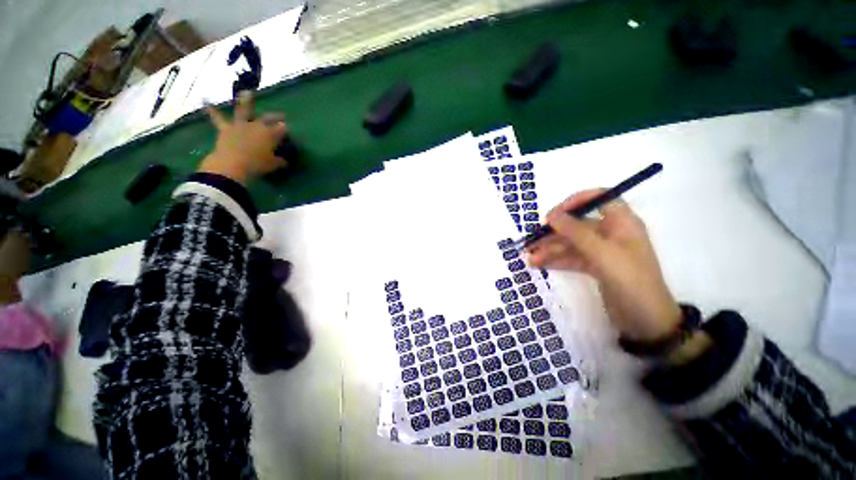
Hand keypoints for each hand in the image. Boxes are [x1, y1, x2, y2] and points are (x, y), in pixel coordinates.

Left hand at [198, 91, 287, 184]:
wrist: (232, 164)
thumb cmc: (257, 165)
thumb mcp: (273, 165)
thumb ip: (279, 161)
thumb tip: (284, 161)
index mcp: (270, 135)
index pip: (281, 130)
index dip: (285, 129)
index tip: (288, 129)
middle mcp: (257, 126)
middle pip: (268, 118)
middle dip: (275, 116)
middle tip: (281, 115)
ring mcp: (240, 125)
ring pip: (244, 110)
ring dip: (245, 101)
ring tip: (246, 92)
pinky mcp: (226, 128)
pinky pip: (218, 118)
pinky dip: (212, 111)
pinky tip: (205, 103)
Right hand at [525, 190, 681, 342]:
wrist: (645, 321)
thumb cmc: (630, 280)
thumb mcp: (602, 253)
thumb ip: (575, 231)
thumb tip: (552, 214)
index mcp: (621, 223)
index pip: (599, 199)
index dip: (576, 201)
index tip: (554, 213)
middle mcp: (611, 233)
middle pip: (577, 225)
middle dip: (553, 234)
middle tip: (531, 242)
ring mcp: (602, 251)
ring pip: (571, 244)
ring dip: (550, 250)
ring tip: (530, 259)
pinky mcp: (595, 267)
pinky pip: (572, 258)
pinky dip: (556, 261)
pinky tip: (540, 265)